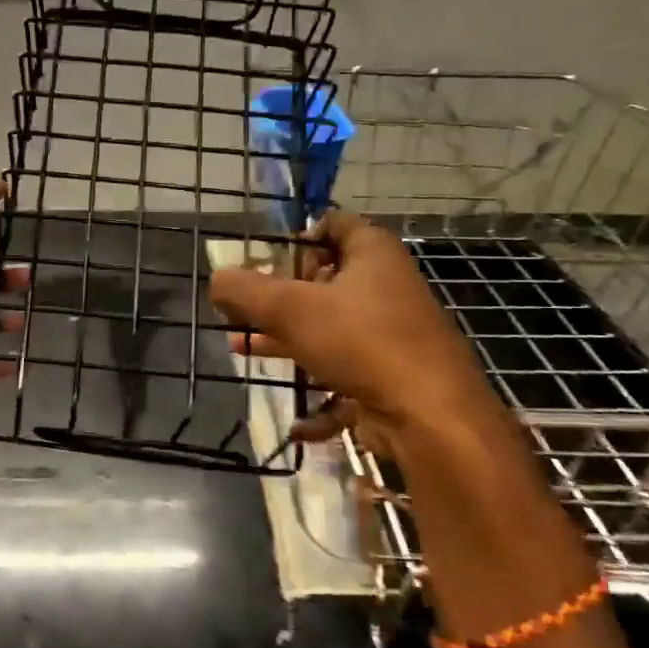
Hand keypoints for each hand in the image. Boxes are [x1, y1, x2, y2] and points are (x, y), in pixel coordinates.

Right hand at [208, 211, 499, 450]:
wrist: (432, 416)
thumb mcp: (290, 308)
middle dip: (278, 296)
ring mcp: (392, 335)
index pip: (333, 225)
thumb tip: (216, 279)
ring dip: (286, 341)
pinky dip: (321, 397)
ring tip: (242, 350)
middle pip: (325, 281)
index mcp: (372, 254)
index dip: (297, 238)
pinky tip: (295, 422)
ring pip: (330, 330)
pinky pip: (348, 379)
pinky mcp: (393, 377)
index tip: (264, 261)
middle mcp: (386, 288)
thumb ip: (246, 290)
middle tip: (241, 307)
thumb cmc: (361, 342)